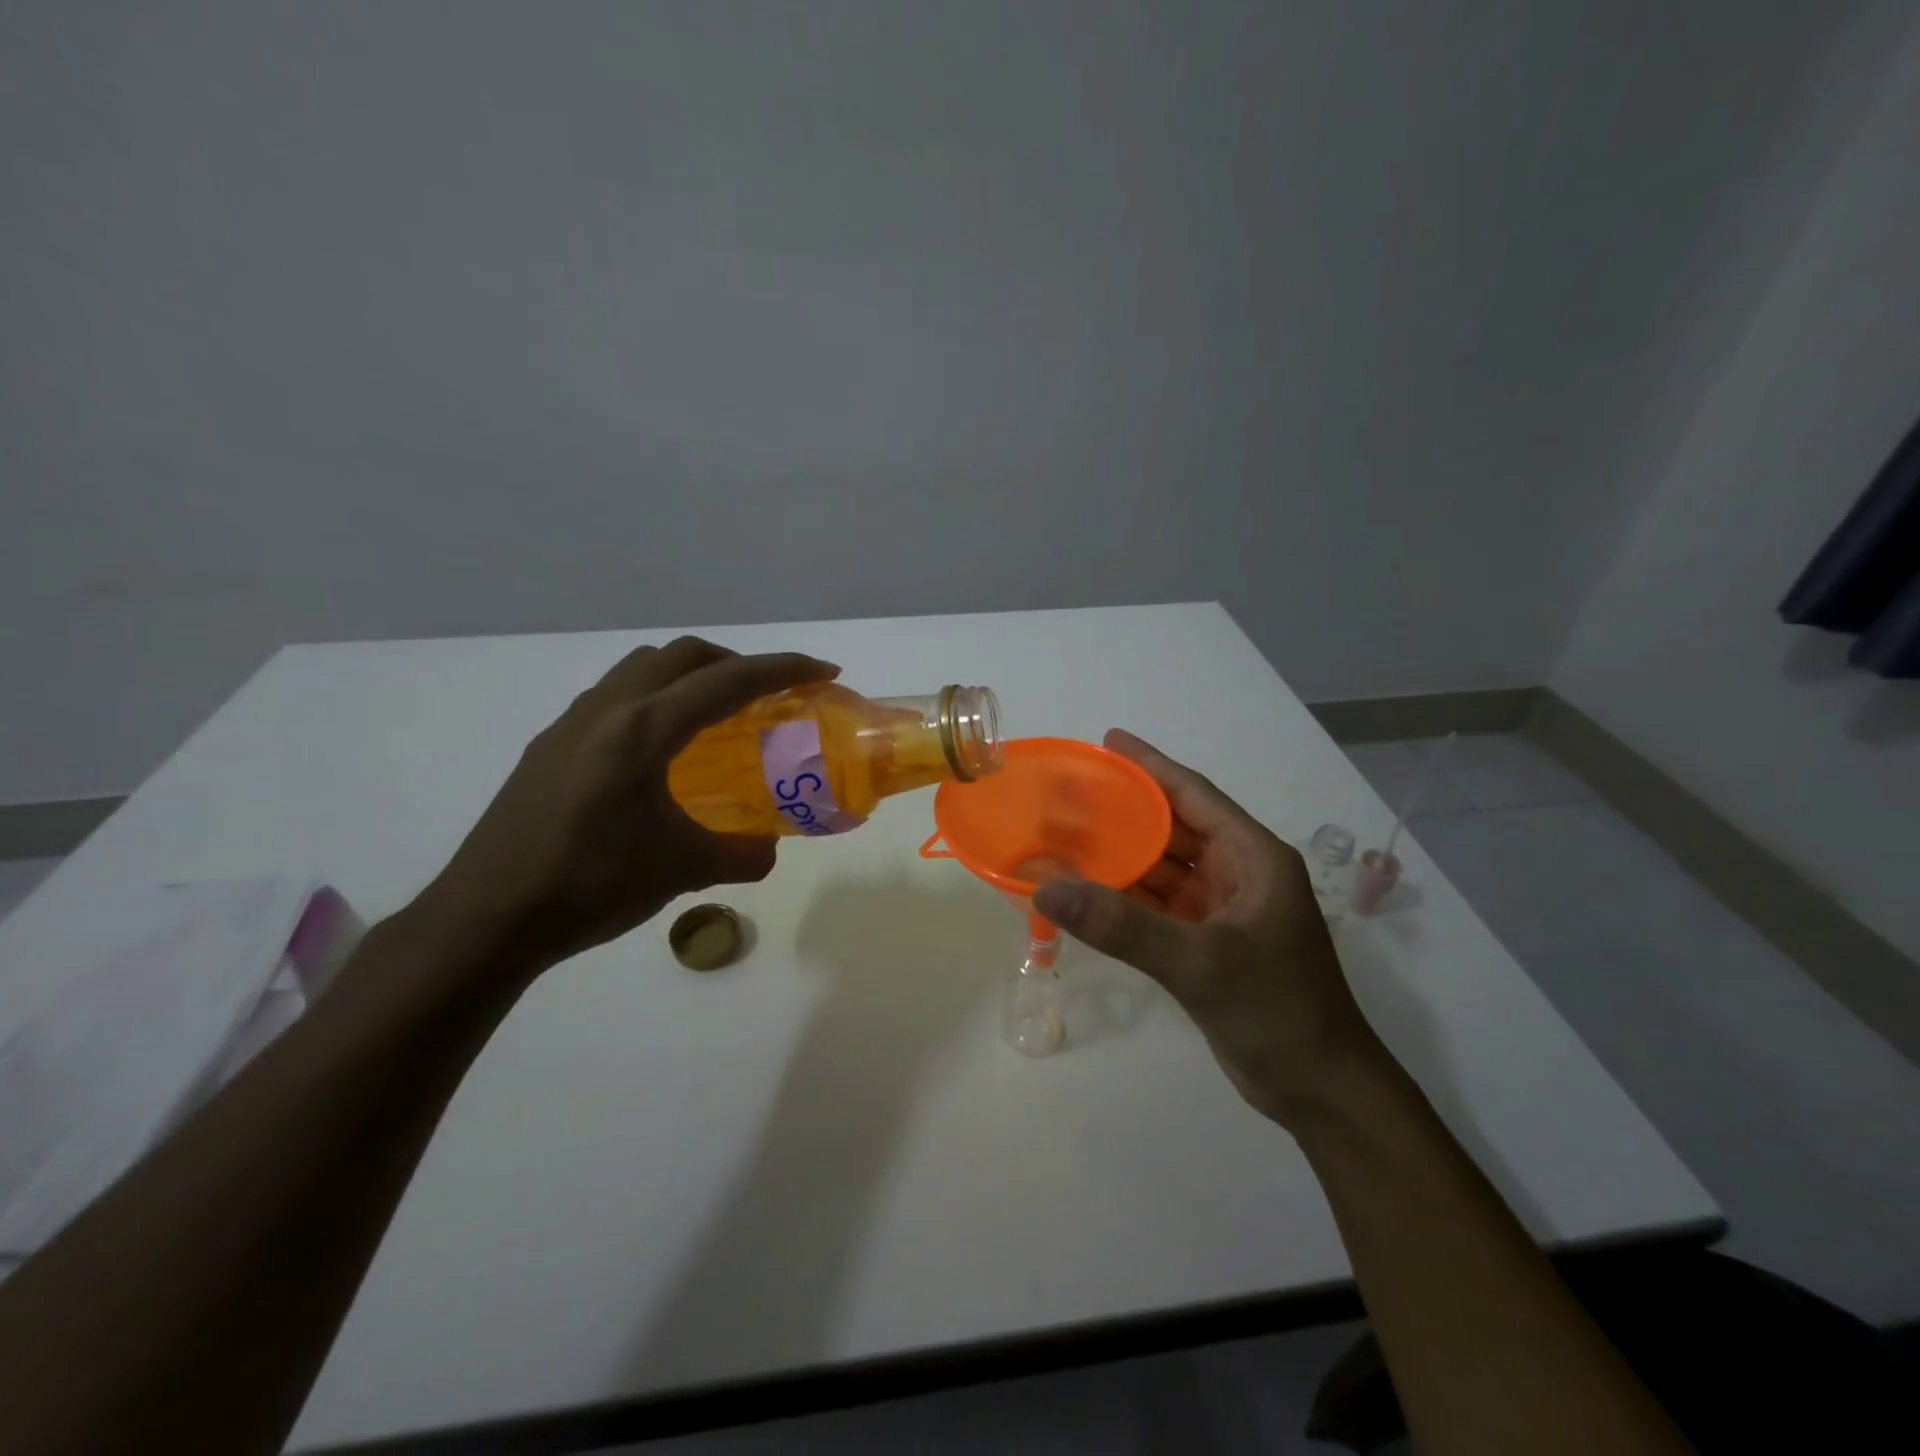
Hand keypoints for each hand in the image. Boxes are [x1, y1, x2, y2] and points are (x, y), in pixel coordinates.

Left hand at [413, 637, 837, 973]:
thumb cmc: (590, 886)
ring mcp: (572, 724)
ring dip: (689, 676)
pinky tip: (661, 752)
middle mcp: (607, 711)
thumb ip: (741, 855)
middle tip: (768, 693)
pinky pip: (615, 697)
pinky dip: (654, 699)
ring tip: (716, 716)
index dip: (784, 669)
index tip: (824, 671)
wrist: (486, 918)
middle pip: (683, 655)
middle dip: (736, 662)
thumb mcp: (682, 869)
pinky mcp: (550, 745)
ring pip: (642, 669)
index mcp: (644, 730)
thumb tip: (767, 850)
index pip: (728, 681)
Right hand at [1033, 729, 1387, 1126]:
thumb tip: (1047, 887)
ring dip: (1119, 856)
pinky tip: (1086, 891)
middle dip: (1124, 811)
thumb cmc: (1277, 1010)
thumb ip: (1122, 925)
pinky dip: (1124, 898)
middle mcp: (1239, 873)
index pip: (1194, 795)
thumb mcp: (1200, 962)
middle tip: (1069, 793)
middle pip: (1173, 828)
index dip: (1150, 766)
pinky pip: (1157, 907)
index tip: (1108, 741)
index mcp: (1254, 857)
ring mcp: (1222, 911)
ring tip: (1065, 836)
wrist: (1321, 1091)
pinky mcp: (1207, 944)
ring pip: (1162, 869)